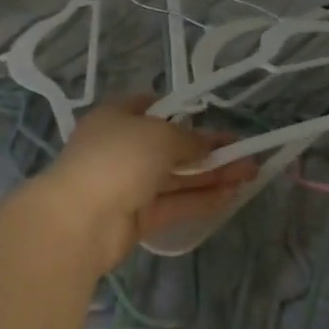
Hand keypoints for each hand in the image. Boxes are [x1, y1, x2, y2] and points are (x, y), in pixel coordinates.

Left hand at [31, 95, 257, 270]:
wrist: (78, 221)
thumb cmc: (118, 158)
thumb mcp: (161, 135)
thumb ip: (190, 139)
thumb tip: (207, 146)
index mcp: (116, 118)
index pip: (151, 107)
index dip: (182, 111)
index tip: (210, 117)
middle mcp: (121, 148)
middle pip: (171, 146)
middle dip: (208, 149)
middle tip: (245, 150)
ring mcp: (127, 185)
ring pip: (176, 177)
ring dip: (212, 175)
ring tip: (250, 173)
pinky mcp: (136, 219)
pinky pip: (174, 204)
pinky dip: (201, 199)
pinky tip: (232, 195)